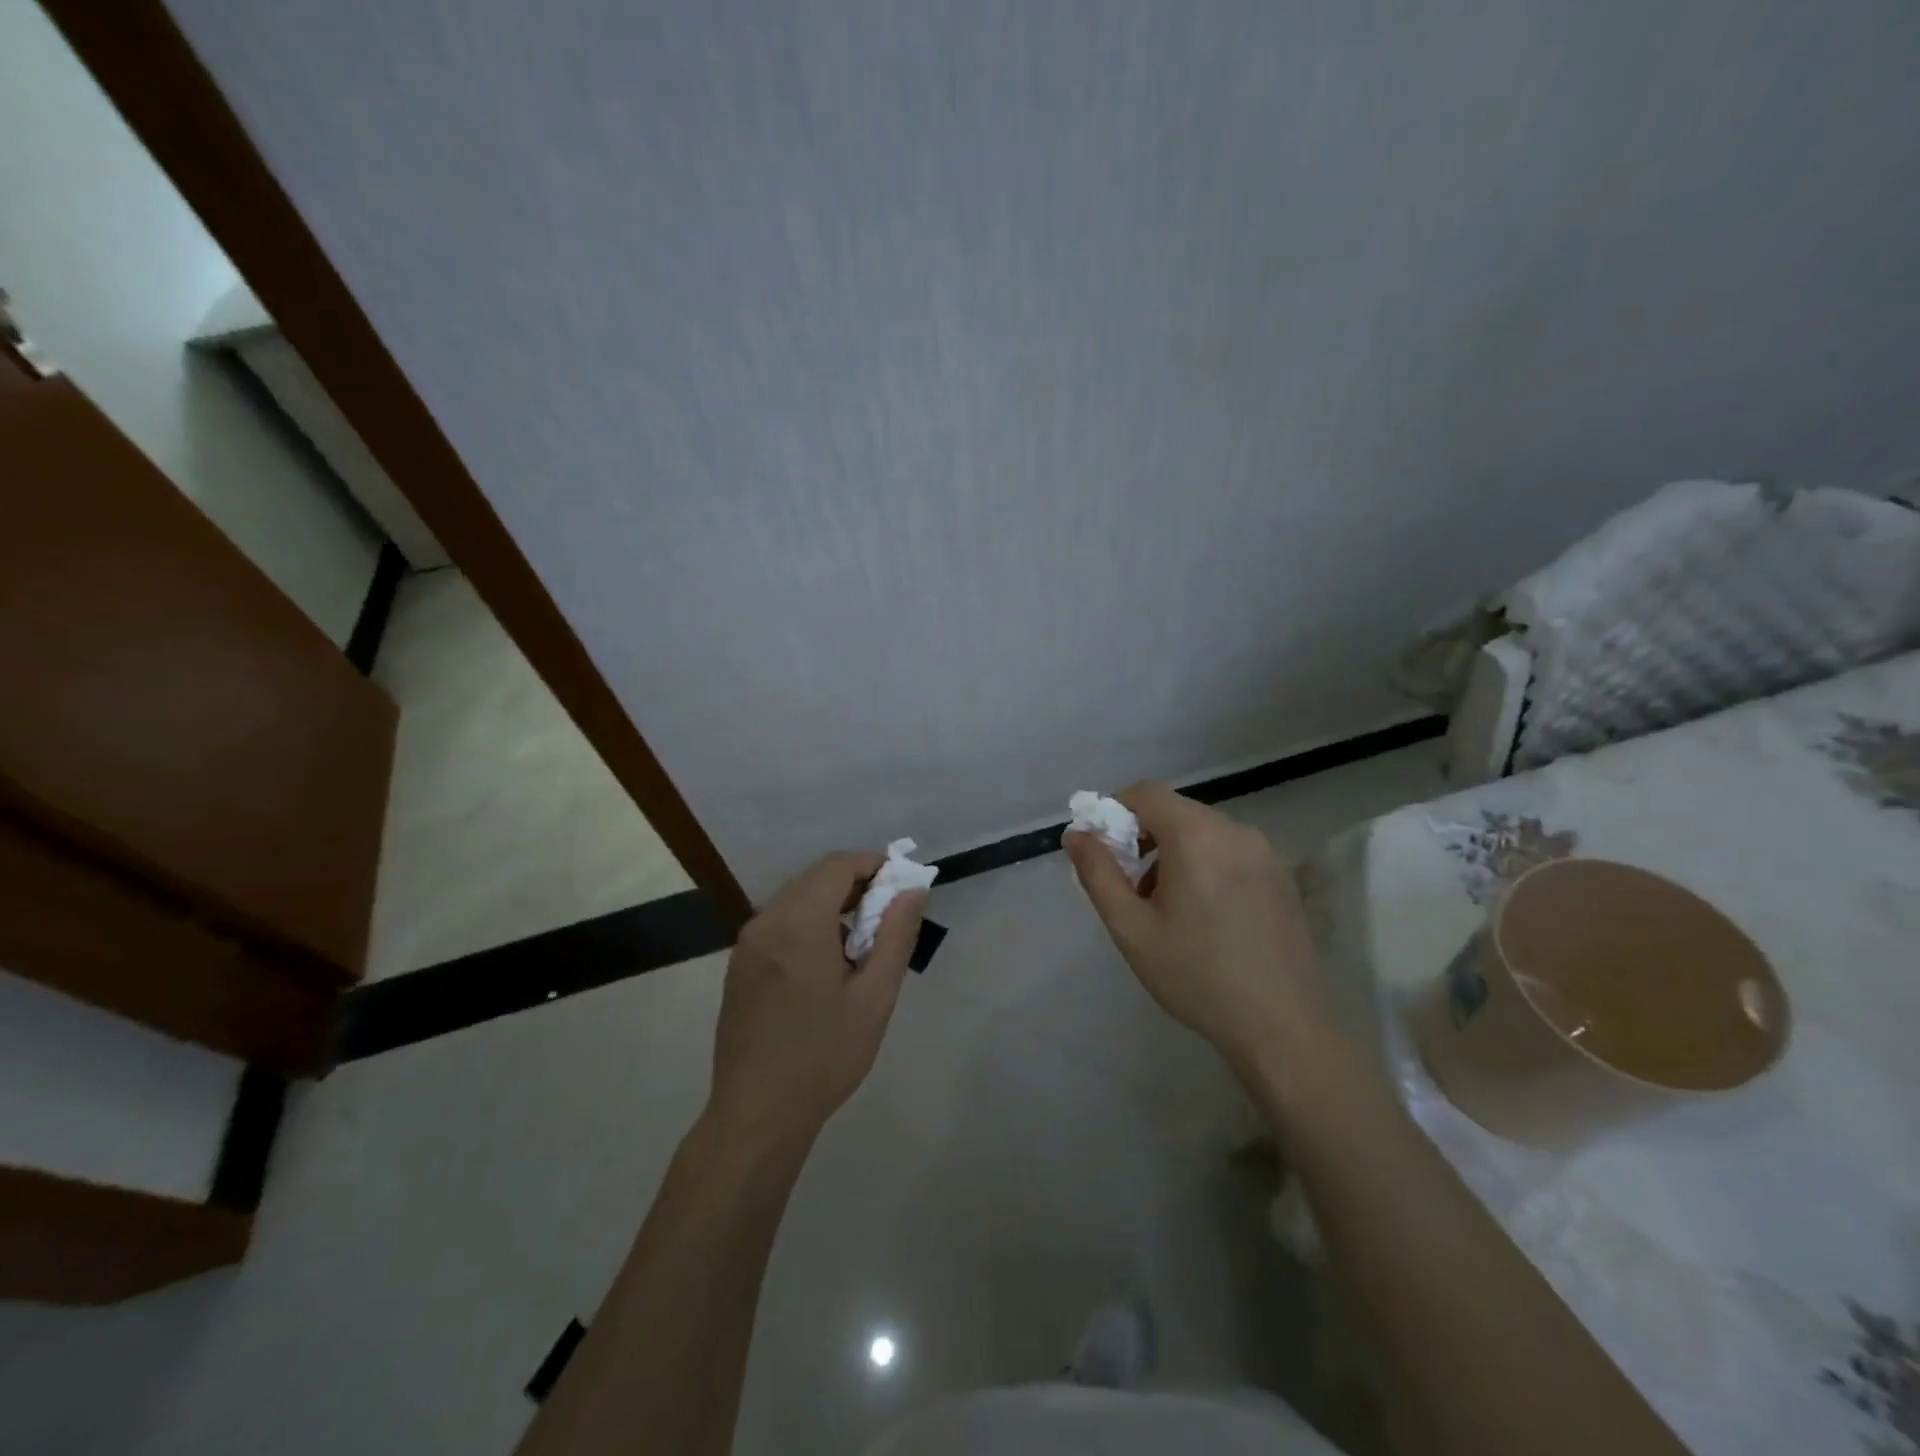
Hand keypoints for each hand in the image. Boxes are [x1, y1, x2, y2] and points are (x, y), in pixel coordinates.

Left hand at [707, 852, 925, 1148]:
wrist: (757, 1113)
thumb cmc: (824, 1055)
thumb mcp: (874, 997)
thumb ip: (896, 935)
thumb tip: (912, 890)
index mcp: (799, 922)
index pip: (838, 866)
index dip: (873, 864)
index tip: (901, 884)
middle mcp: (766, 921)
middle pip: (815, 878)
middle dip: (855, 884)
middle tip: (888, 914)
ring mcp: (747, 944)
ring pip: (795, 900)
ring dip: (831, 905)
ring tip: (861, 944)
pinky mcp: (739, 966)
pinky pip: (778, 924)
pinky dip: (807, 924)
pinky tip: (825, 965)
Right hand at [1065, 782, 1329, 1071]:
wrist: (1282, 1027)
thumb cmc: (1196, 975)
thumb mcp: (1131, 929)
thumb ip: (1098, 874)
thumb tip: (1076, 834)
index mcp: (1196, 835)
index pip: (1146, 793)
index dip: (1115, 811)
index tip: (1105, 851)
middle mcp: (1235, 831)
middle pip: (1176, 812)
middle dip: (1144, 839)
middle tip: (1131, 890)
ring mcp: (1265, 853)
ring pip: (1204, 833)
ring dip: (1175, 855)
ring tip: (1167, 910)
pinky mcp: (1283, 877)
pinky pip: (1231, 852)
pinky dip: (1206, 866)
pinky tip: (1206, 918)